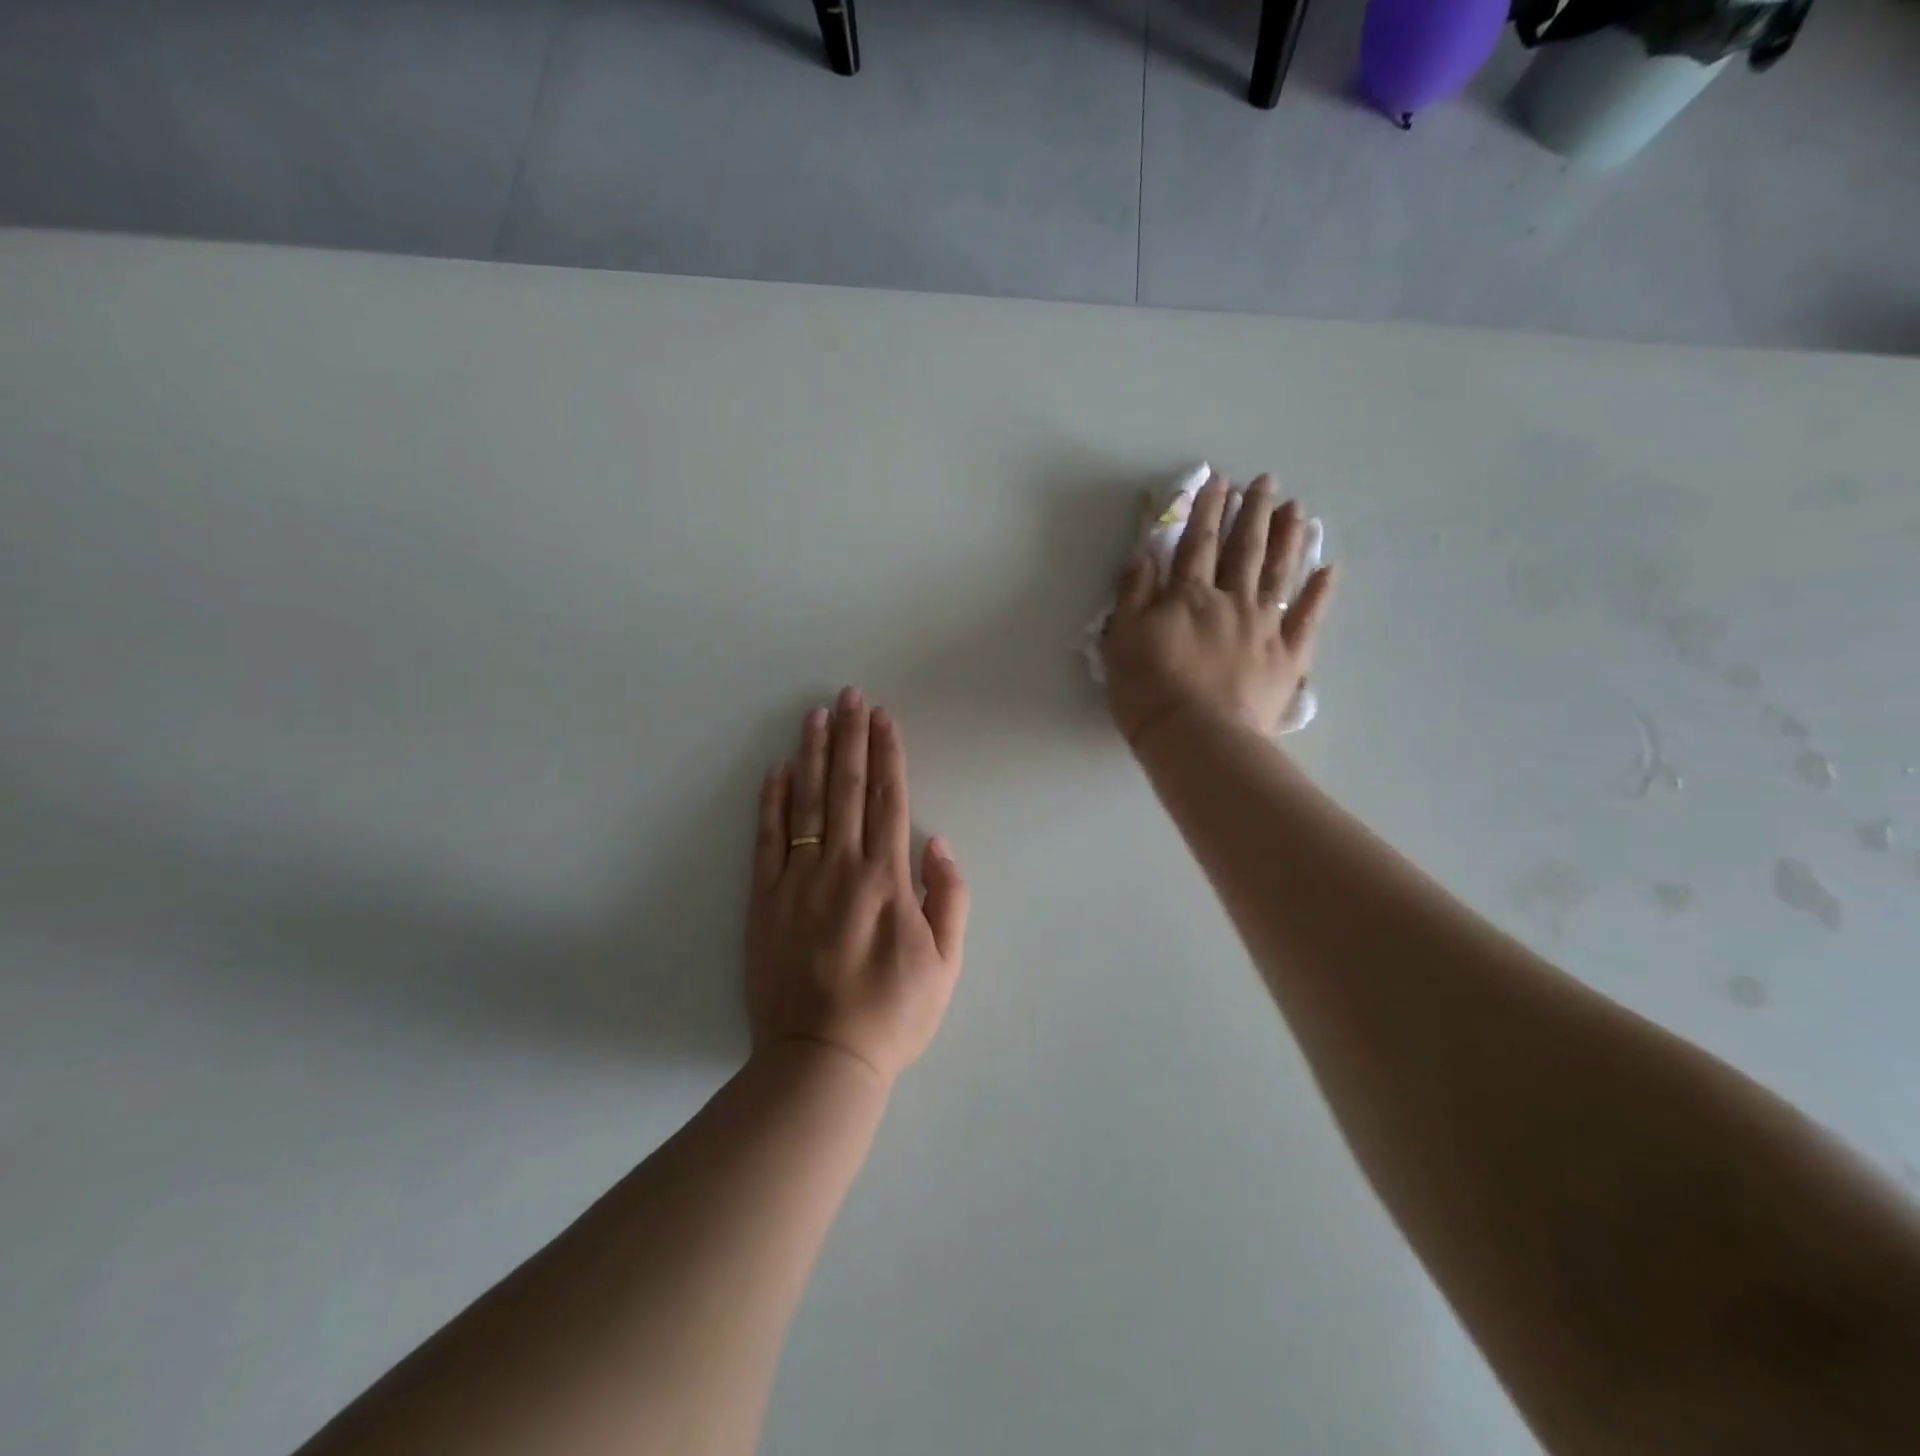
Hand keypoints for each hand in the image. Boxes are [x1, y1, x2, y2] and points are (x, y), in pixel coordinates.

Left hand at [746, 689, 969, 1084]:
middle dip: (851, 737)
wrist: (822, 1059)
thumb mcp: (946, 964)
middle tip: (850, 695)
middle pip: (847, 788)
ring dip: (812, 755)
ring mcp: (797, 881)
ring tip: (815, 716)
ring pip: (806, 803)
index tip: (884, 717)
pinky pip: (767, 841)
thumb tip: (938, 843)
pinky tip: (775, 771)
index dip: (887, 754)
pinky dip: (770, 803)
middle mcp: (842, 867)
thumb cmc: (893, 1014)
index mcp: (887, 879)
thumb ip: (949, 898)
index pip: (888, 799)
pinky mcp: (764, 901)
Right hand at [1102, 471, 1334, 747]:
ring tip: (1296, 510)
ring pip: (1278, 573)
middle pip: (1244, 549)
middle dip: (1253, 512)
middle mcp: (1230, 601)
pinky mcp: (1287, 656)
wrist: (1195, 737)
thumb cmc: (1148, 690)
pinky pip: (1308, 618)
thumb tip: (1144, 554)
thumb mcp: (1122, 639)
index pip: (1198, 543)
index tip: (1218, 481)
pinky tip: (1329, 569)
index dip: (1206, 510)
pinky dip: (1320, 593)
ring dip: (1288, 538)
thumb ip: (1133, 594)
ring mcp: (1264, 627)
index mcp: (1188, 596)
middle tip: (1266, 482)